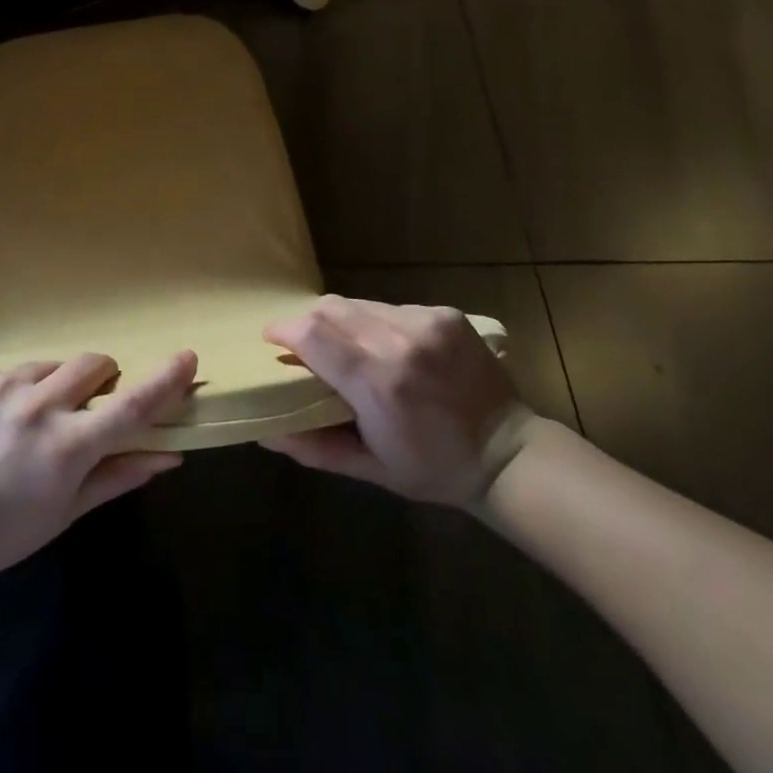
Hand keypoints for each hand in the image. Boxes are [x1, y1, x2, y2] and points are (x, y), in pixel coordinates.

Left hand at [0, 351, 197, 581]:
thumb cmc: (11, 529)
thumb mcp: (70, 509)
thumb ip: (121, 474)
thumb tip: (170, 454)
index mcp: (69, 445)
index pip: (132, 405)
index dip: (166, 380)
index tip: (187, 357)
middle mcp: (40, 406)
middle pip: (94, 363)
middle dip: (102, 378)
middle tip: (88, 406)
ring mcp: (4, 387)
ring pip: (52, 365)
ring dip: (55, 385)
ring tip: (33, 420)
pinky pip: (13, 371)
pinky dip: (18, 390)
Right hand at [261, 297, 531, 507]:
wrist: (509, 454)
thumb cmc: (432, 469)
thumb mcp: (369, 468)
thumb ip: (313, 447)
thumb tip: (264, 430)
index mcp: (376, 383)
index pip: (311, 333)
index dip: (283, 330)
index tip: (272, 340)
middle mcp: (398, 342)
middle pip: (328, 308)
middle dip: (307, 322)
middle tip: (305, 345)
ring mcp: (425, 323)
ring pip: (358, 304)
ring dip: (342, 322)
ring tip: (349, 348)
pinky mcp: (444, 314)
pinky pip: (390, 307)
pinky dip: (376, 323)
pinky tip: (389, 348)